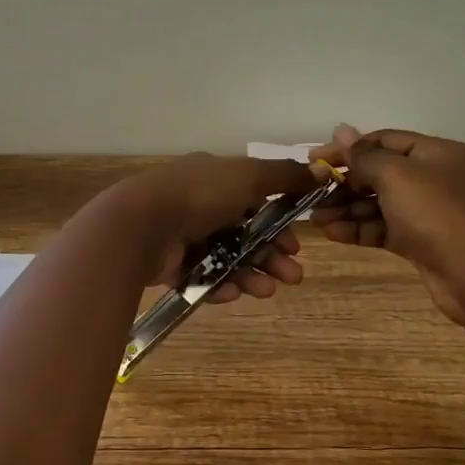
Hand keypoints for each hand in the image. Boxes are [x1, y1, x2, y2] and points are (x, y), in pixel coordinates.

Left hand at [110, 153, 319, 303]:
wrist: (142, 225)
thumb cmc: (200, 195)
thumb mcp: (249, 176)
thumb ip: (285, 176)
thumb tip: (322, 171)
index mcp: (216, 178)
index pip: (256, 201)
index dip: (280, 223)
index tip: (296, 244)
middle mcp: (200, 205)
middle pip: (245, 234)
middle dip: (272, 255)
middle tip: (293, 276)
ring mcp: (183, 236)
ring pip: (228, 258)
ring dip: (253, 274)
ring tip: (269, 290)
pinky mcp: (171, 265)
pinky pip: (204, 277)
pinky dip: (222, 285)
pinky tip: (236, 293)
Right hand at [312, 125, 464, 325]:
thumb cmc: (436, 212)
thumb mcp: (396, 175)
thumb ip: (363, 155)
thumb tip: (341, 130)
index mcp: (433, 152)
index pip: (382, 141)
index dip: (347, 149)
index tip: (313, 160)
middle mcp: (431, 178)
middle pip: (378, 173)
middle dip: (344, 183)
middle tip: (310, 193)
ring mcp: (426, 212)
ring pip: (378, 204)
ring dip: (346, 209)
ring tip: (315, 218)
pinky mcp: (419, 242)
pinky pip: (382, 229)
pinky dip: (358, 229)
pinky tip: (331, 232)